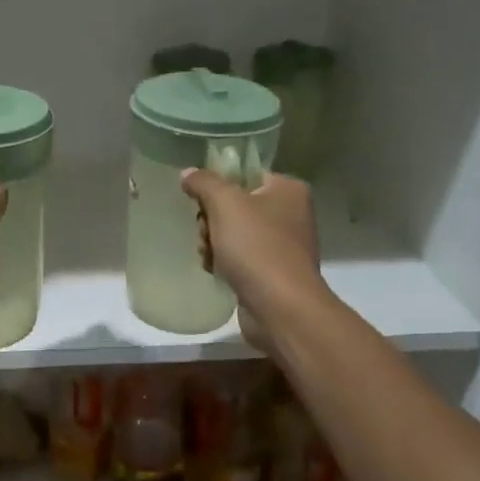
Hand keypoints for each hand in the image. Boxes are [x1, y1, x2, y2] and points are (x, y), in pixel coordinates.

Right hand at [179, 169, 323, 351]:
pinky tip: (215, 271)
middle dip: (211, 220)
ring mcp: (283, 245)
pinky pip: (240, 258)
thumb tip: (188, 173)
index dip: (219, 187)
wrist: (280, 307)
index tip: (201, 203)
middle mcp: (291, 213)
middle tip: (204, 233)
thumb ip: (204, 183)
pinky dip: (224, 263)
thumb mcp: (225, 204)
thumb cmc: (256, 246)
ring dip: (213, 243)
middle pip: (236, 205)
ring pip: (234, 233)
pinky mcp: (273, 272)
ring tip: (208, 256)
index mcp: (288, 190)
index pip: (246, 175)